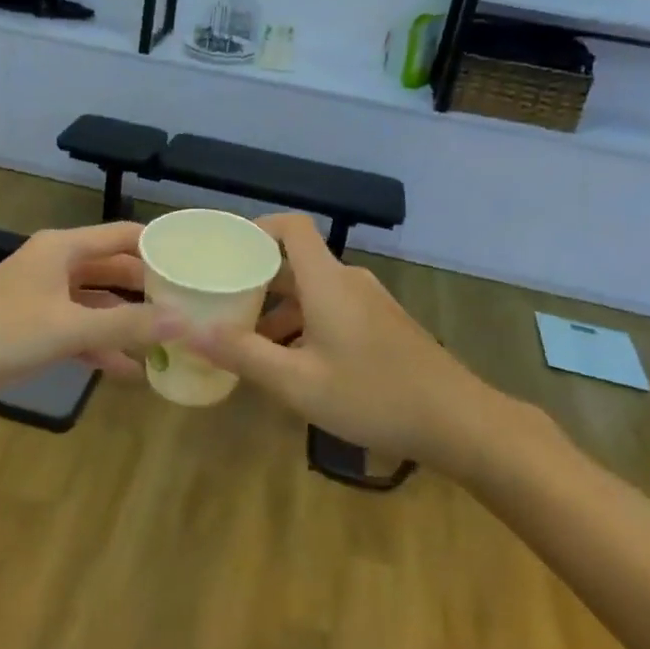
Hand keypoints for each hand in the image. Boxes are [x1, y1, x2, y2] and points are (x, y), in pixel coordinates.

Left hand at [0, 222, 175, 404]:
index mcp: (63, 248)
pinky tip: (128, 372)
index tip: (196, 264)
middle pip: (114, 270)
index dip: (159, 246)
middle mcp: (56, 265)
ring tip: (166, 344)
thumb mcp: (68, 328)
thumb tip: (186, 321)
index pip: (123, 235)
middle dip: (147, 290)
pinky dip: (101, 347)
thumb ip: (127, 324)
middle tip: (188, 309)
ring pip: (98, 304)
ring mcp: (43, 298)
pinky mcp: (33, 328)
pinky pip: (78, 331)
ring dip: (126, 323)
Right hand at [186, 213, 514, 472]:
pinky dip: (305, 324)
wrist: (459, 421)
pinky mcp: (383, 324)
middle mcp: (349, 281)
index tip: (224, 251)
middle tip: (220, 303)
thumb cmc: (373, 396)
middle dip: (257, 280)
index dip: (256, 228)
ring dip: (280, 310)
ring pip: (314, 291)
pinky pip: (333, 309)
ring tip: (249, 344)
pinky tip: (293, 365)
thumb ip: (244, 354)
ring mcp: (371, 303)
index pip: (291, 227)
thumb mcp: (299, 383)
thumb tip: (190, 330)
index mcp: (327, 281)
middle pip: (296, 262)